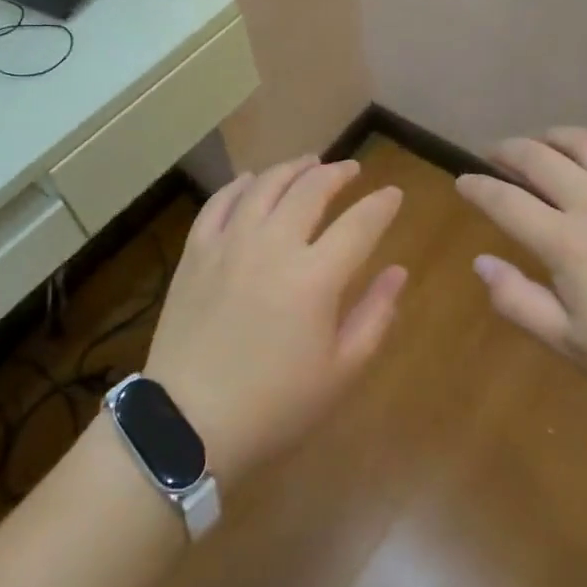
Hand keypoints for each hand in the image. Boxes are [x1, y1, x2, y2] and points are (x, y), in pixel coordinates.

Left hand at [143, 156, 406, 486]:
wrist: (188, 422)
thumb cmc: (274, 405)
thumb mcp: (340, 372)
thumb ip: (375, 316)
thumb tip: (398, 272)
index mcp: (315, 277)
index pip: (359, 224)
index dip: (381, 205)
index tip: (393, 194)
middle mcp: (273, 245)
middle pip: (311, 190)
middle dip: (338, 174)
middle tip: (351, 170)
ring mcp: (230, 243)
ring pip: (265, 185)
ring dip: (291, 169)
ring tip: (308, 163)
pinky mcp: (197, 251)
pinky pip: (220, 202)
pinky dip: (240, 185)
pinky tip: (250, 180)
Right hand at [454, 128, 586, 411]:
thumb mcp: (574, 345)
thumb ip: (519, 302)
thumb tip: (481, 263)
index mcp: (566, 242)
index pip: (504, 200)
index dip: (476, 187)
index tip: (462, 182)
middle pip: (537, 157)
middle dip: (506, 150)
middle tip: (493, 155)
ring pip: (583, 141)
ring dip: (551, 137)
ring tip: (540, 145)